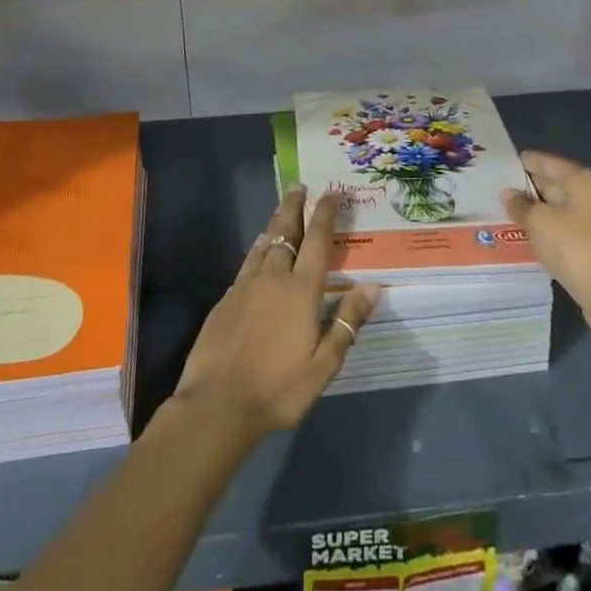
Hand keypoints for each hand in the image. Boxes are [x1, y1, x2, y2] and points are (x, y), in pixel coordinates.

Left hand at [174, 186, 379, 443]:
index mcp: (301, 291)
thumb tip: (373, 286)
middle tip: (299, 186)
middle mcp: (273, 278)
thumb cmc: (278, 388)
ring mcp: (245, 286)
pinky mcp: (226, 299)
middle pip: (286, 233)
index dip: (326, 215)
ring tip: (281, 211)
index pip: (318, 243)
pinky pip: (248, 263)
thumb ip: (347, 322)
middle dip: (294, 207)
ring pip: (264, 245)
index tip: (332, 194)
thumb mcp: (323, 364)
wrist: (217, 403)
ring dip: (275, 224)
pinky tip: (259, 251)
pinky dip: (258, 249)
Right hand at [501, 150, 590, 314]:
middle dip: (528, 187)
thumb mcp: (539, 222)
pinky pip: (567, 229)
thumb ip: (521, 205)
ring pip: (561, 209)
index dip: (524, 162)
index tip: (500, 164)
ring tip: (506, 212)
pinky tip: (529, 236)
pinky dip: (549, 230)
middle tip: (497, 189)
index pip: (547, 162)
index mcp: (583, 180)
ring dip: (538, 211)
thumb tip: (509, 193)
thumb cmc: (576, 247)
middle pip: (556, 184)